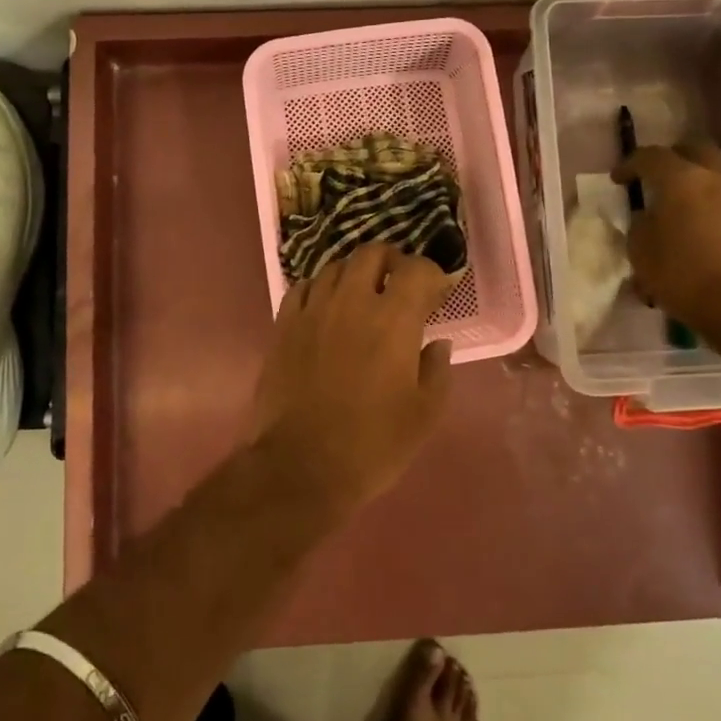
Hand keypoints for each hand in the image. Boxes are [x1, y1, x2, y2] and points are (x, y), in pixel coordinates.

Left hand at [252, 243, 456, 513]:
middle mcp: (351, 302)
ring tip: (362, 295)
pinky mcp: (283, 325)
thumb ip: (436, 370)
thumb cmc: (372, 444)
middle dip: (391, 261)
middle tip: (400, 283)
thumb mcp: (423, 415)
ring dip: (355, 273)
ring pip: (335, 267)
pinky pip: (302, 288)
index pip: (416, 269)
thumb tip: (437, 343)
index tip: (436, 292)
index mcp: (393, 320)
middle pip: (371, 253)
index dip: (431, 274)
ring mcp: (312, 310)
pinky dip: (320, 289)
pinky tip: (325, 308)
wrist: (300, 466)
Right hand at [614, 140, 720, 334]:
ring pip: (715, 172)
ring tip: (677, 204)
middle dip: (672, 158)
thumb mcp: (641, 251)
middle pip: (694, 149)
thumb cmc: (683, 275)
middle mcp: (716, 178)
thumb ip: (639, 225)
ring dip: (695, 180)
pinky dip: (709, 202)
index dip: (630, 164)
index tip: (618, 180)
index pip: (651, 156)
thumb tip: (647, 217)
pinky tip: (697, 227)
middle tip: (654, 177)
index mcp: (682, 179)